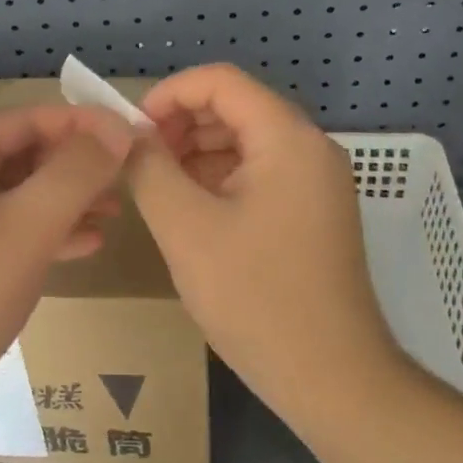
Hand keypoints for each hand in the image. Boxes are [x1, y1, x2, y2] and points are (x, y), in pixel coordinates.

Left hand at [0, 104, 134, 453]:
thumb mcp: (25, 227)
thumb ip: (75, 173)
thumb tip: (117, 129)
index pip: (30, 119)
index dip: (84, 124)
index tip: (133, 138)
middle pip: (24, 156)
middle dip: (77, 166)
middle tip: (129, 181)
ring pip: (18, 198)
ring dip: (66, 202)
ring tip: (114, 214)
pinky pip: (7, 236)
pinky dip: (45, 237)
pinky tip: (85, 247)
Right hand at [128, 64, 399, 436]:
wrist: (335, 380)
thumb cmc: (257, 298)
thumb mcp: (186, 228)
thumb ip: (149, 169)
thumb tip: (127, 135)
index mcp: (287, 138)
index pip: (220, 81)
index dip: (169, 94)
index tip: (132, 130)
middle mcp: (309, 147)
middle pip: (235, 107)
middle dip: (181, 124)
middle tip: (139, 160)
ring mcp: (316, 181)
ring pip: (245, 140)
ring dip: (197, 151)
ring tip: (157, 185)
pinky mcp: (313, 211)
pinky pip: (260, 172)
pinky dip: (220, 178)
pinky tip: (190, 208)